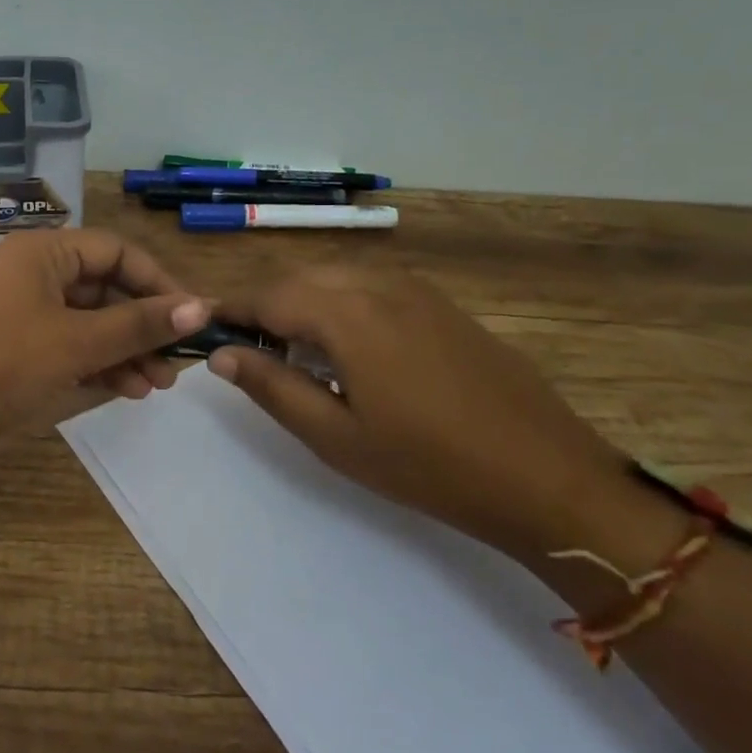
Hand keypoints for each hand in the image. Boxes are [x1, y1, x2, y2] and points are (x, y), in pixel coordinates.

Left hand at [0, 229, 208, 452]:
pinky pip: (66, 346)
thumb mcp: (76, 342)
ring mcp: (19, 313)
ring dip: (124, 350)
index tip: (193, 319)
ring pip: (87, 322)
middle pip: (104, 288)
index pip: (117, 252)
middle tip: (175, 364)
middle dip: (143, 325)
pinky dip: (95, 364)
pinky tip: (124, 390)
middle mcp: (32, 274)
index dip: (159, 282)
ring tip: (155, 387)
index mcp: (43, 252)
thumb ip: (139, 324)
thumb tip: (201, 307)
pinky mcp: (11, 349)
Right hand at [209, 267, 629, 560]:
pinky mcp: (442, 305)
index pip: (268, 296)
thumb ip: (272, 387)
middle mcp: (379, 285)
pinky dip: (342, 304)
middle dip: (265, 306)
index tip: (206, 332)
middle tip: (248, 350)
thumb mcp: (335, 437)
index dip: (231, 311)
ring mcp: (417, 291)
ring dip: (303, 303)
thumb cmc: (428, 465)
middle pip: (300, 279)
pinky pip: (372, 287)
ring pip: (337, 278)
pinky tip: (349, 348)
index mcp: (347, 314)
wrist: (545, 475)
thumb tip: (221, 354)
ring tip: (293, 351)